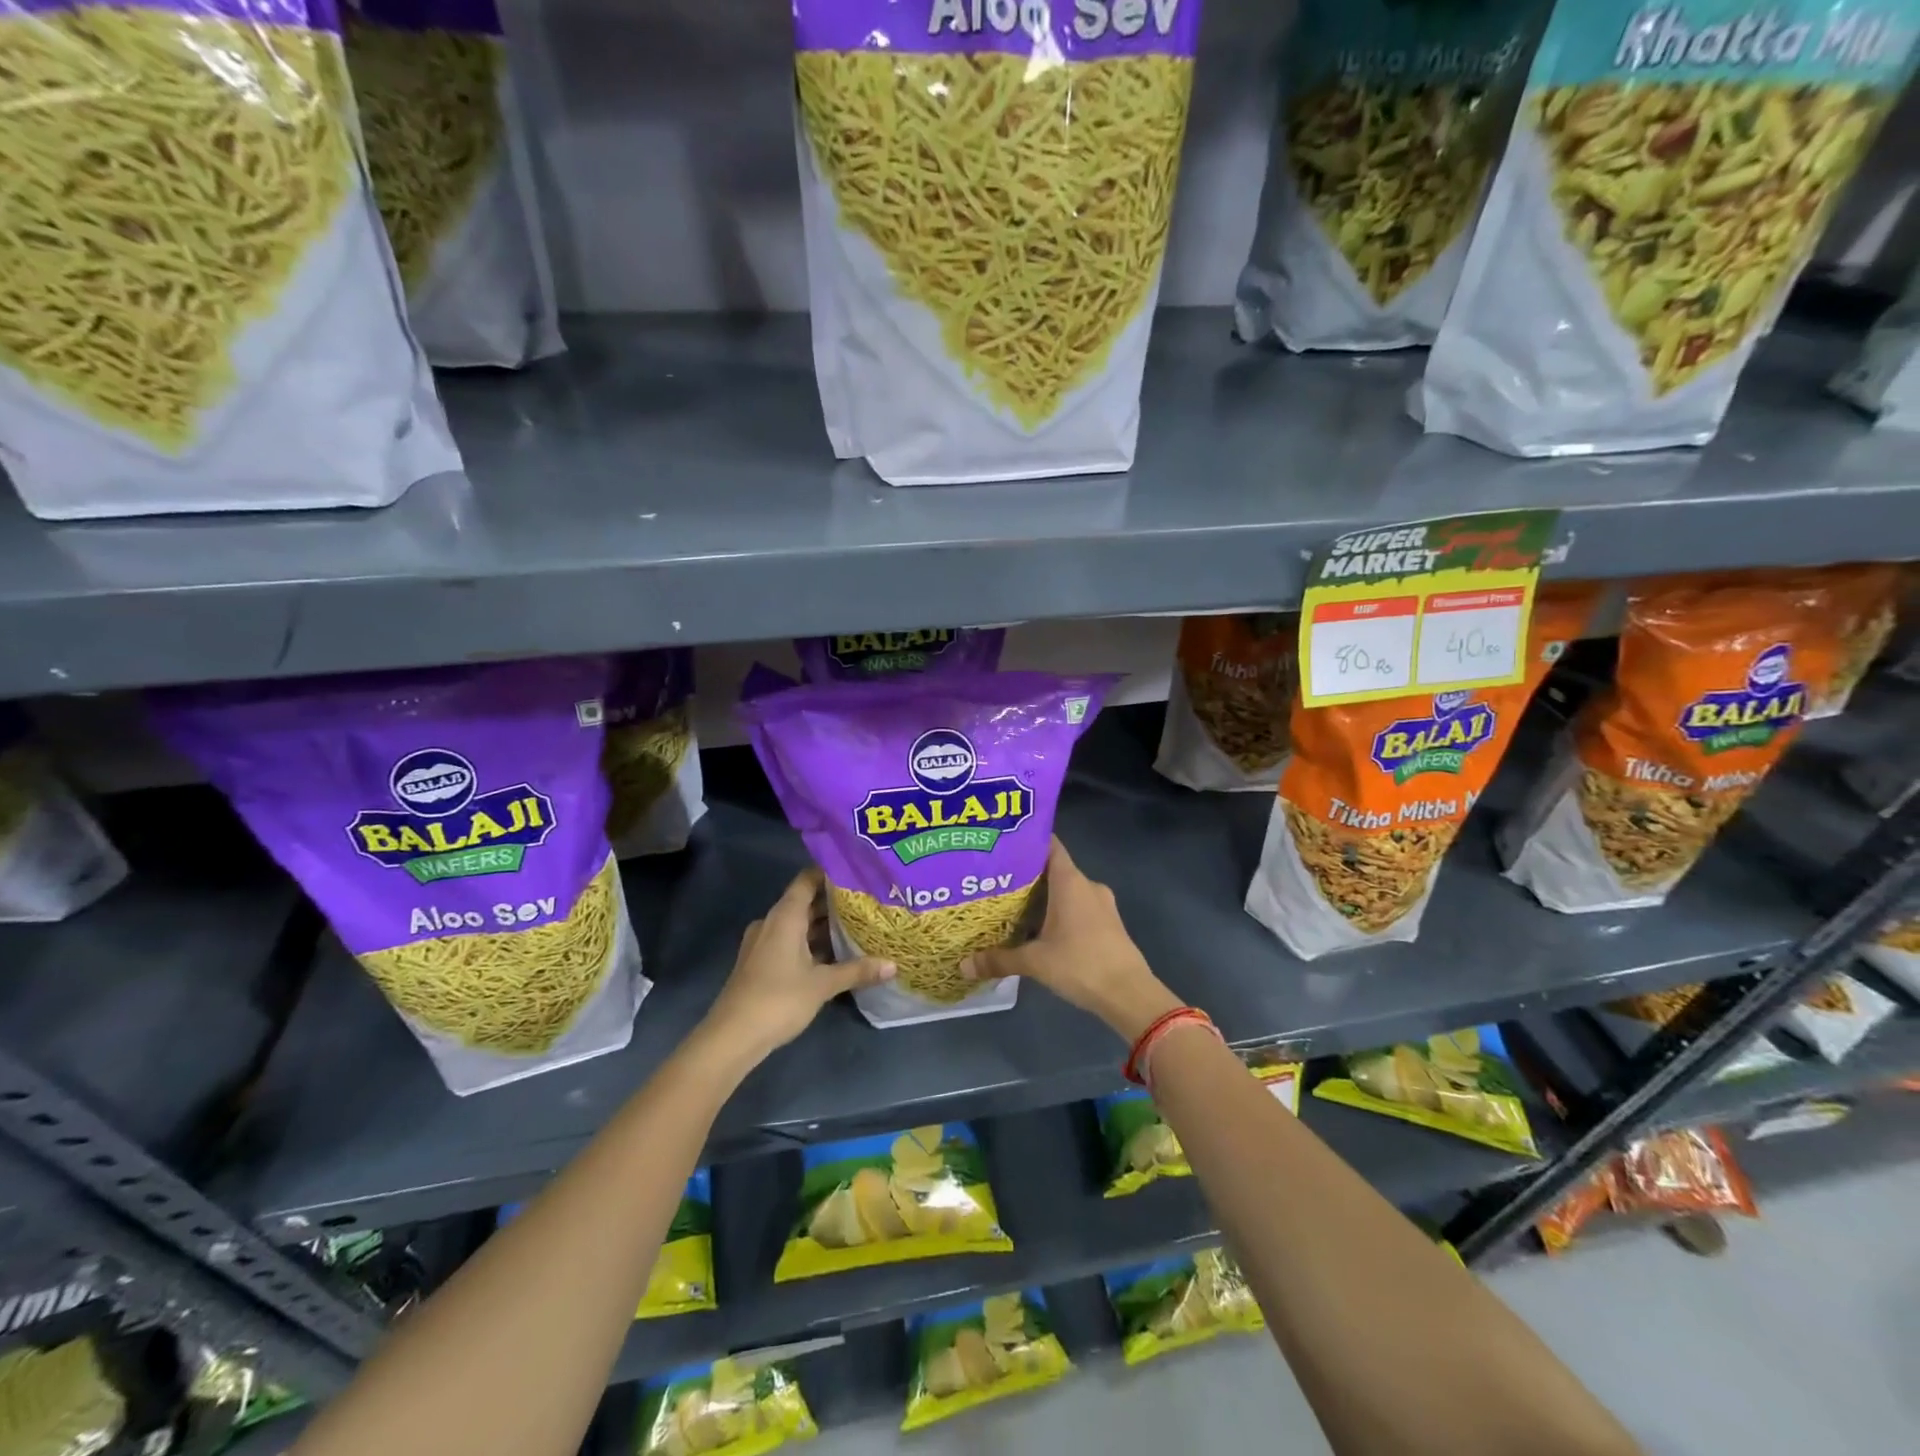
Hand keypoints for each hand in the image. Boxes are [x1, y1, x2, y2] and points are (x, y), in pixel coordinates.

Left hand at [704, 867, 895, 1060]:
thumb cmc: (779, 999)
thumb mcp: (823, 984)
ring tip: (857, 925)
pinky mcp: (760, 962)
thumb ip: (858, 970)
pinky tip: (834, 954)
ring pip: (798, 924)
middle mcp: (772, 922)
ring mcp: (763, 943)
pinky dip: (811, 943)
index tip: (859, 872)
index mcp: (785, 916)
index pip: (808, 879)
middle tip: (867, 900)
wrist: (732, 1037)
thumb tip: (894, 965)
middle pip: (805, 902)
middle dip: (834, 902)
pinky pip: (790, 941)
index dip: (831, 873)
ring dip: (823, 925)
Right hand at [961, 837, 1181, 1041]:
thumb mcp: (1035, 962)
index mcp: (1070, 881)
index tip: (1003, 845)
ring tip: (1013, 906)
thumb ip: (999, 959)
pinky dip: (1060, 913)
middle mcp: (1087, 885)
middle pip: (1054, 870)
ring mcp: (1102, 905)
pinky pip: (1079, 908)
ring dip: (1044, 898)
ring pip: (1067, 891)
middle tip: (997, 881)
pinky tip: (1040, 930)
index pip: (1049, 845)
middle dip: (1028, 875)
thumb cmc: (1081, 964)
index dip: (1028, 842)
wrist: (1130, 994)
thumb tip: (963, 965)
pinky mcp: (1109, 924)